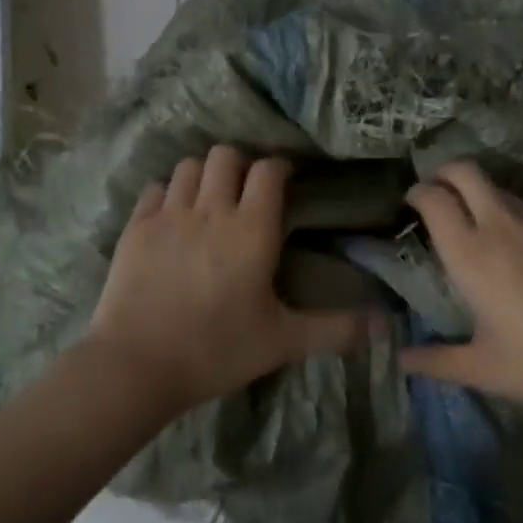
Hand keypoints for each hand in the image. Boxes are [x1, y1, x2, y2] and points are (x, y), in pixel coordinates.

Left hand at [85, 145, 369, 413]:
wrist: (136, 366)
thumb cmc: (217, 350)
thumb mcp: (283, 342)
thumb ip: (336, 329)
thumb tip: (387, 326)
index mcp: (251, 229)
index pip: (268, 171)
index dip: (279, 169)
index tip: (285, 183)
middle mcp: (211, 210)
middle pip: (226, 155)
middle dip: (240, 165)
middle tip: (246, 194)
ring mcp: (169, 215)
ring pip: (190, 166)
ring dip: (205, 175)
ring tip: (210, 201)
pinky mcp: (136, 228)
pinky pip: (155, 189)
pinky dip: (169, 193)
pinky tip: (174, 217)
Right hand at [402, 161, 522, 415]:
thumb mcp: (483, 369)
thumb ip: (435, 361)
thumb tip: (401, 359)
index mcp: (471, 255)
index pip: (433, 199)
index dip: (417, 192)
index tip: (411, 202)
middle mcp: (502, 226)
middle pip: (465, 171)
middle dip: (445, 171)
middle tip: (438, 192)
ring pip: (501, 190)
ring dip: (482, 197)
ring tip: (484, 231)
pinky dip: (518, 222)